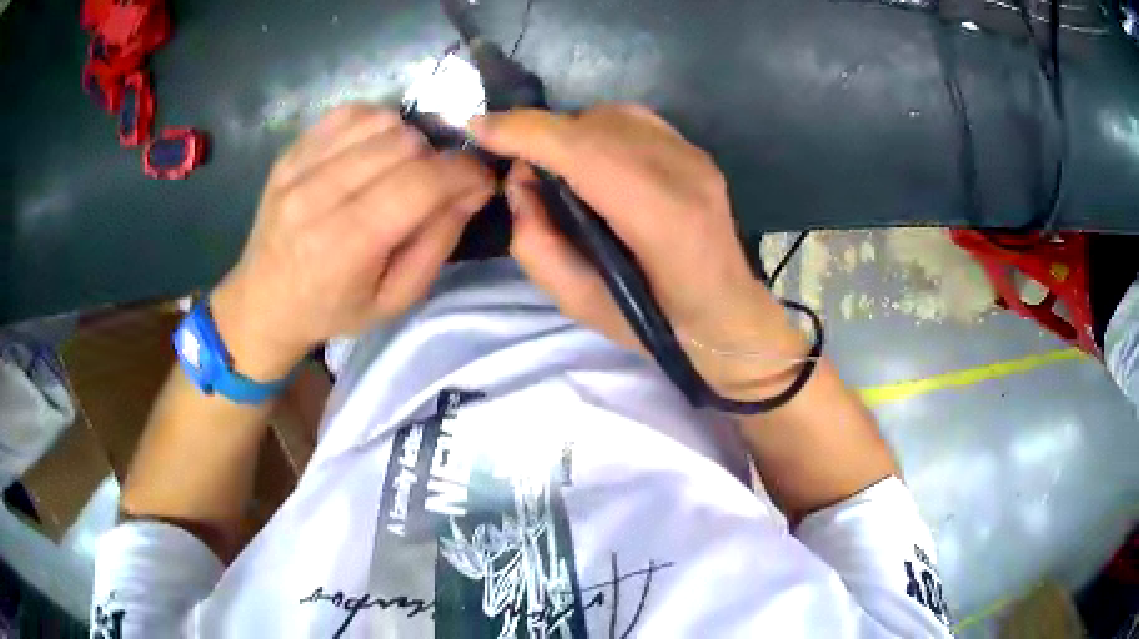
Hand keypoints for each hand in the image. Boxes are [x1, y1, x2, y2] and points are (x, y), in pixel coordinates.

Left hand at [211, 105, 493, 380]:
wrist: (264, 302)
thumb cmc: (332, 310)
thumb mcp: (394, 300)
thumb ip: (437, 243)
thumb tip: (473, 188)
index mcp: (346, 245)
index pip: (421, 182)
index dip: (464, 172)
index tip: (478, 180)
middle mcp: (317, 197)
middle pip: (403, 144)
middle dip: (435, 158)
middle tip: (433, 183)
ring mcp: (298, 169)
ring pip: (379, 121)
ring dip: (405, 139)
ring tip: (400, 168)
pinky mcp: (290, 152)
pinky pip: (348, 113)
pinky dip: (374, 124)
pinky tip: (373, 150)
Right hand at [470, 105, 803, 396]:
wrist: (728, 315)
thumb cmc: (656, 324)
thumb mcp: (580, 304)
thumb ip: (537, 243)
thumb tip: (520, 180)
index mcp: (662, 219)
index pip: (584, 151)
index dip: (526, 132)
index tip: (479, 130)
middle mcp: (684, 173)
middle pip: (594, 124)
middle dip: (540, 133)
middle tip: (519, 166)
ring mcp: (695, 156)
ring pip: (611, 115)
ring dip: (569, 132)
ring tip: (556, 167)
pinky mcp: (697, 151)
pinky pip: (632, 120)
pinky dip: (598, 130)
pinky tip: (593, 161)